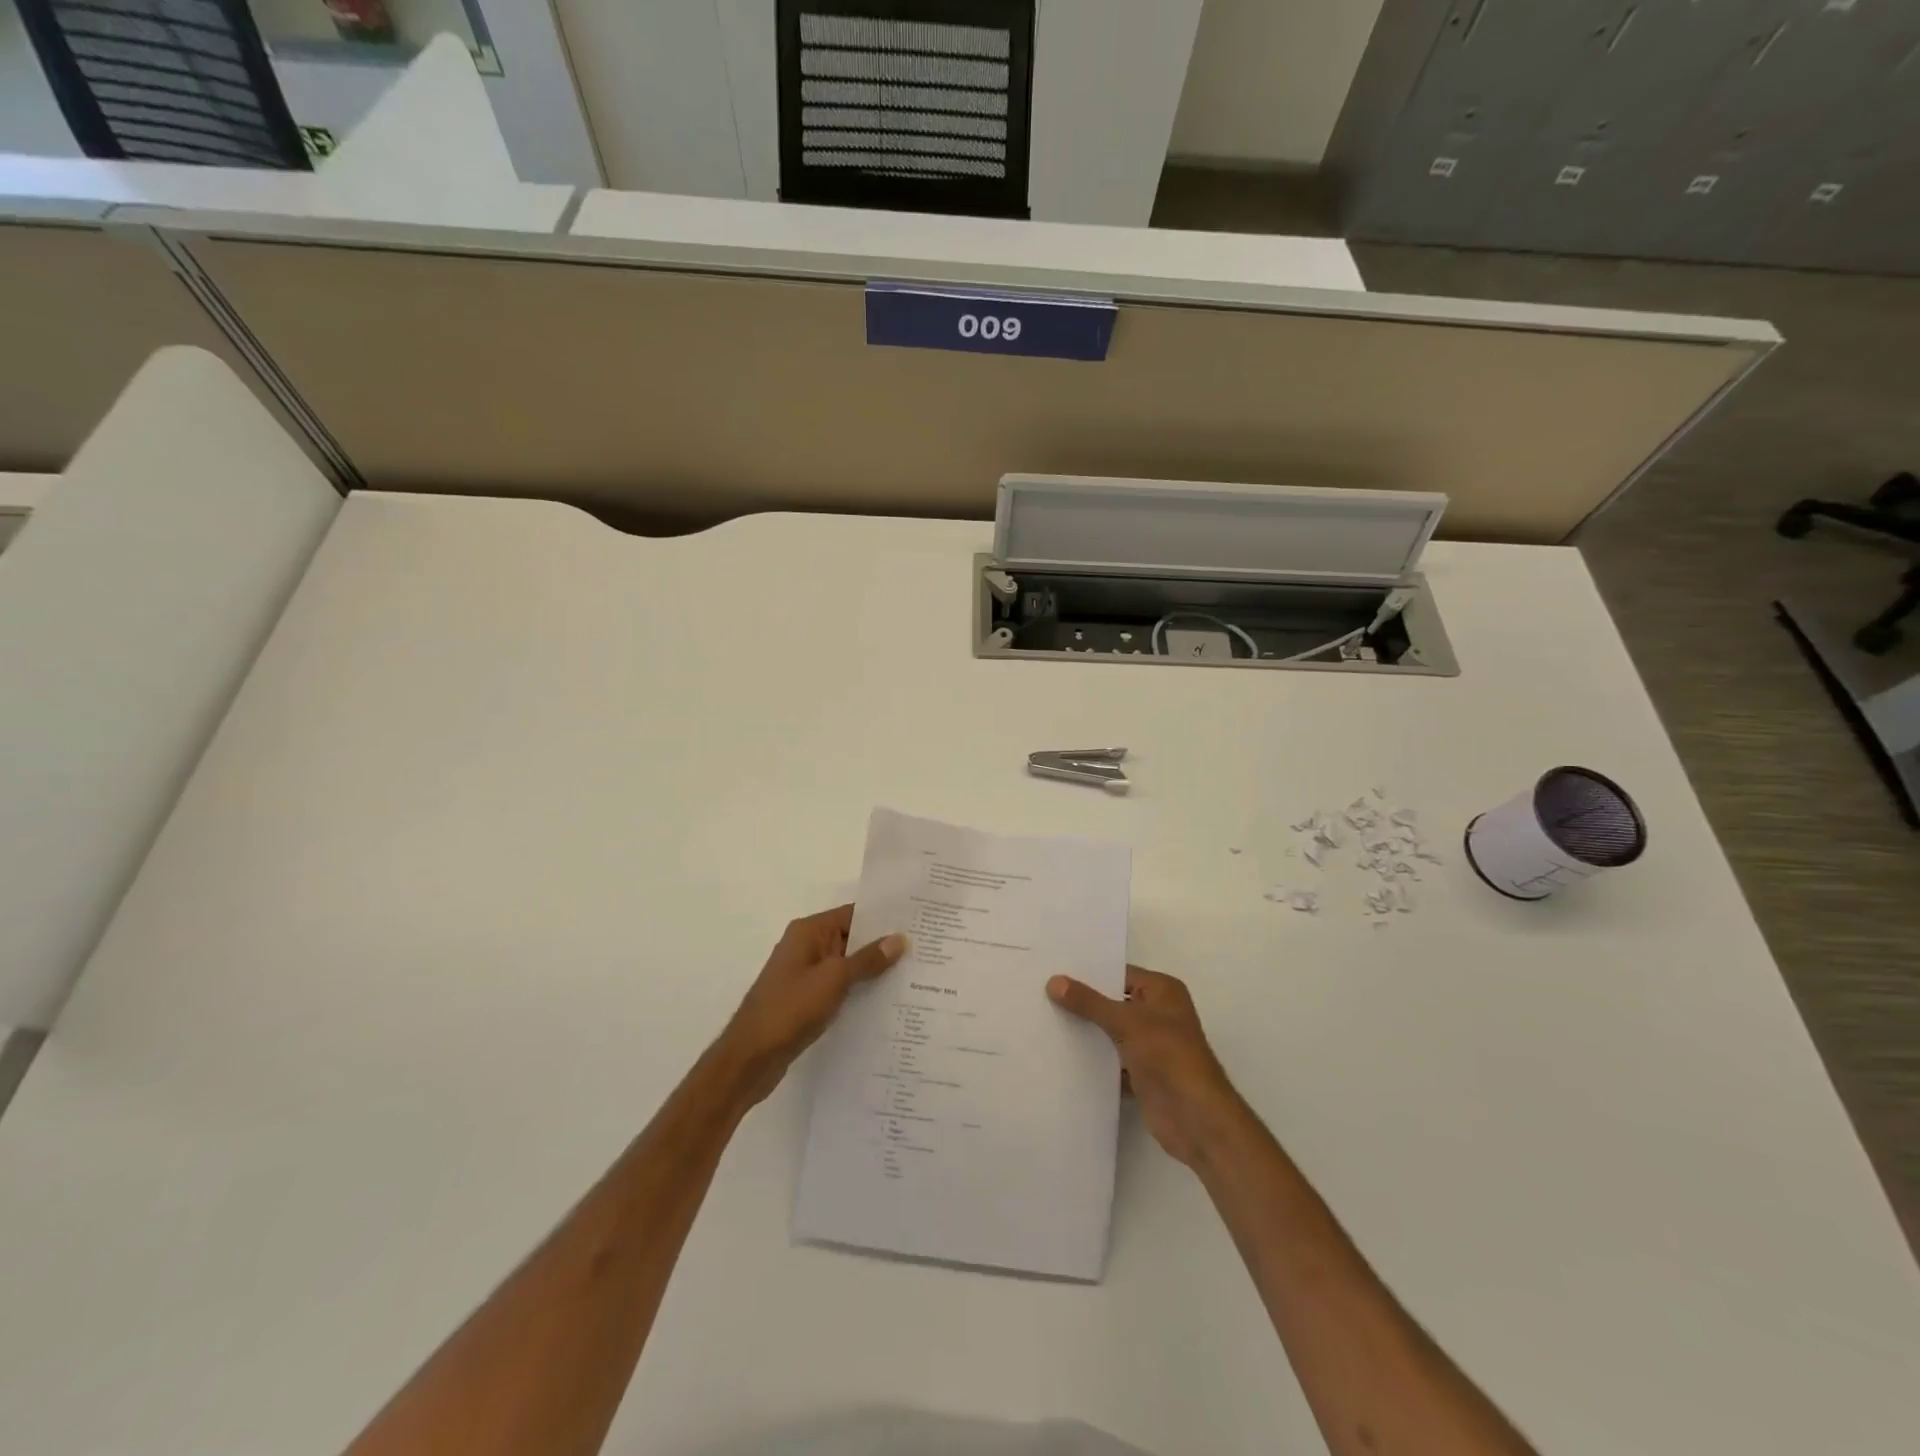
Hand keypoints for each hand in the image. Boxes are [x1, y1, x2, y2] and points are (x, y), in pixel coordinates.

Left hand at [720, 905, 906, 1105]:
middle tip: (924, 948)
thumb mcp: (834, 979)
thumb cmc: (790, 1008)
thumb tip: (899, 938)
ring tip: (914, 974)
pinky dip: (860, 990)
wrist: (750, 1058)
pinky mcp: (807, 1000)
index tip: (917, 921)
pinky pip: (840, 987)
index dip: (884, 917)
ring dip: (873, 970)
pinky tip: (887, 1000)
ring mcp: (805, 975)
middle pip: (852, 938)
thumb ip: (867, 959)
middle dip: (883, 944)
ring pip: (847, 965)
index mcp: (809, 932)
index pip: (853, 913)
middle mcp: (806, 947)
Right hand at [1047, 966, 1247, 1168]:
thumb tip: (1054, 981)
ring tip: (1044, 1022)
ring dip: (1086, 1032)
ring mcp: (1151, 1045)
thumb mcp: (1126, 1021)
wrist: (1195, 1118)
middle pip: (1113, 1002)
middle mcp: (1158, 1013)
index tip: (1053, 972)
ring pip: (1110, 1032)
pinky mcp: (1142, 1073)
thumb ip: (1089, 1002)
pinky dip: (1093, 1060)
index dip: (1088, 974)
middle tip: (1041, 994)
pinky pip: (1111, 1059)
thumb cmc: (1167, 1055)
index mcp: (1162, 991)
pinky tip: (1060, 1056)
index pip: (1119, 974)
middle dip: (1082, 1003)